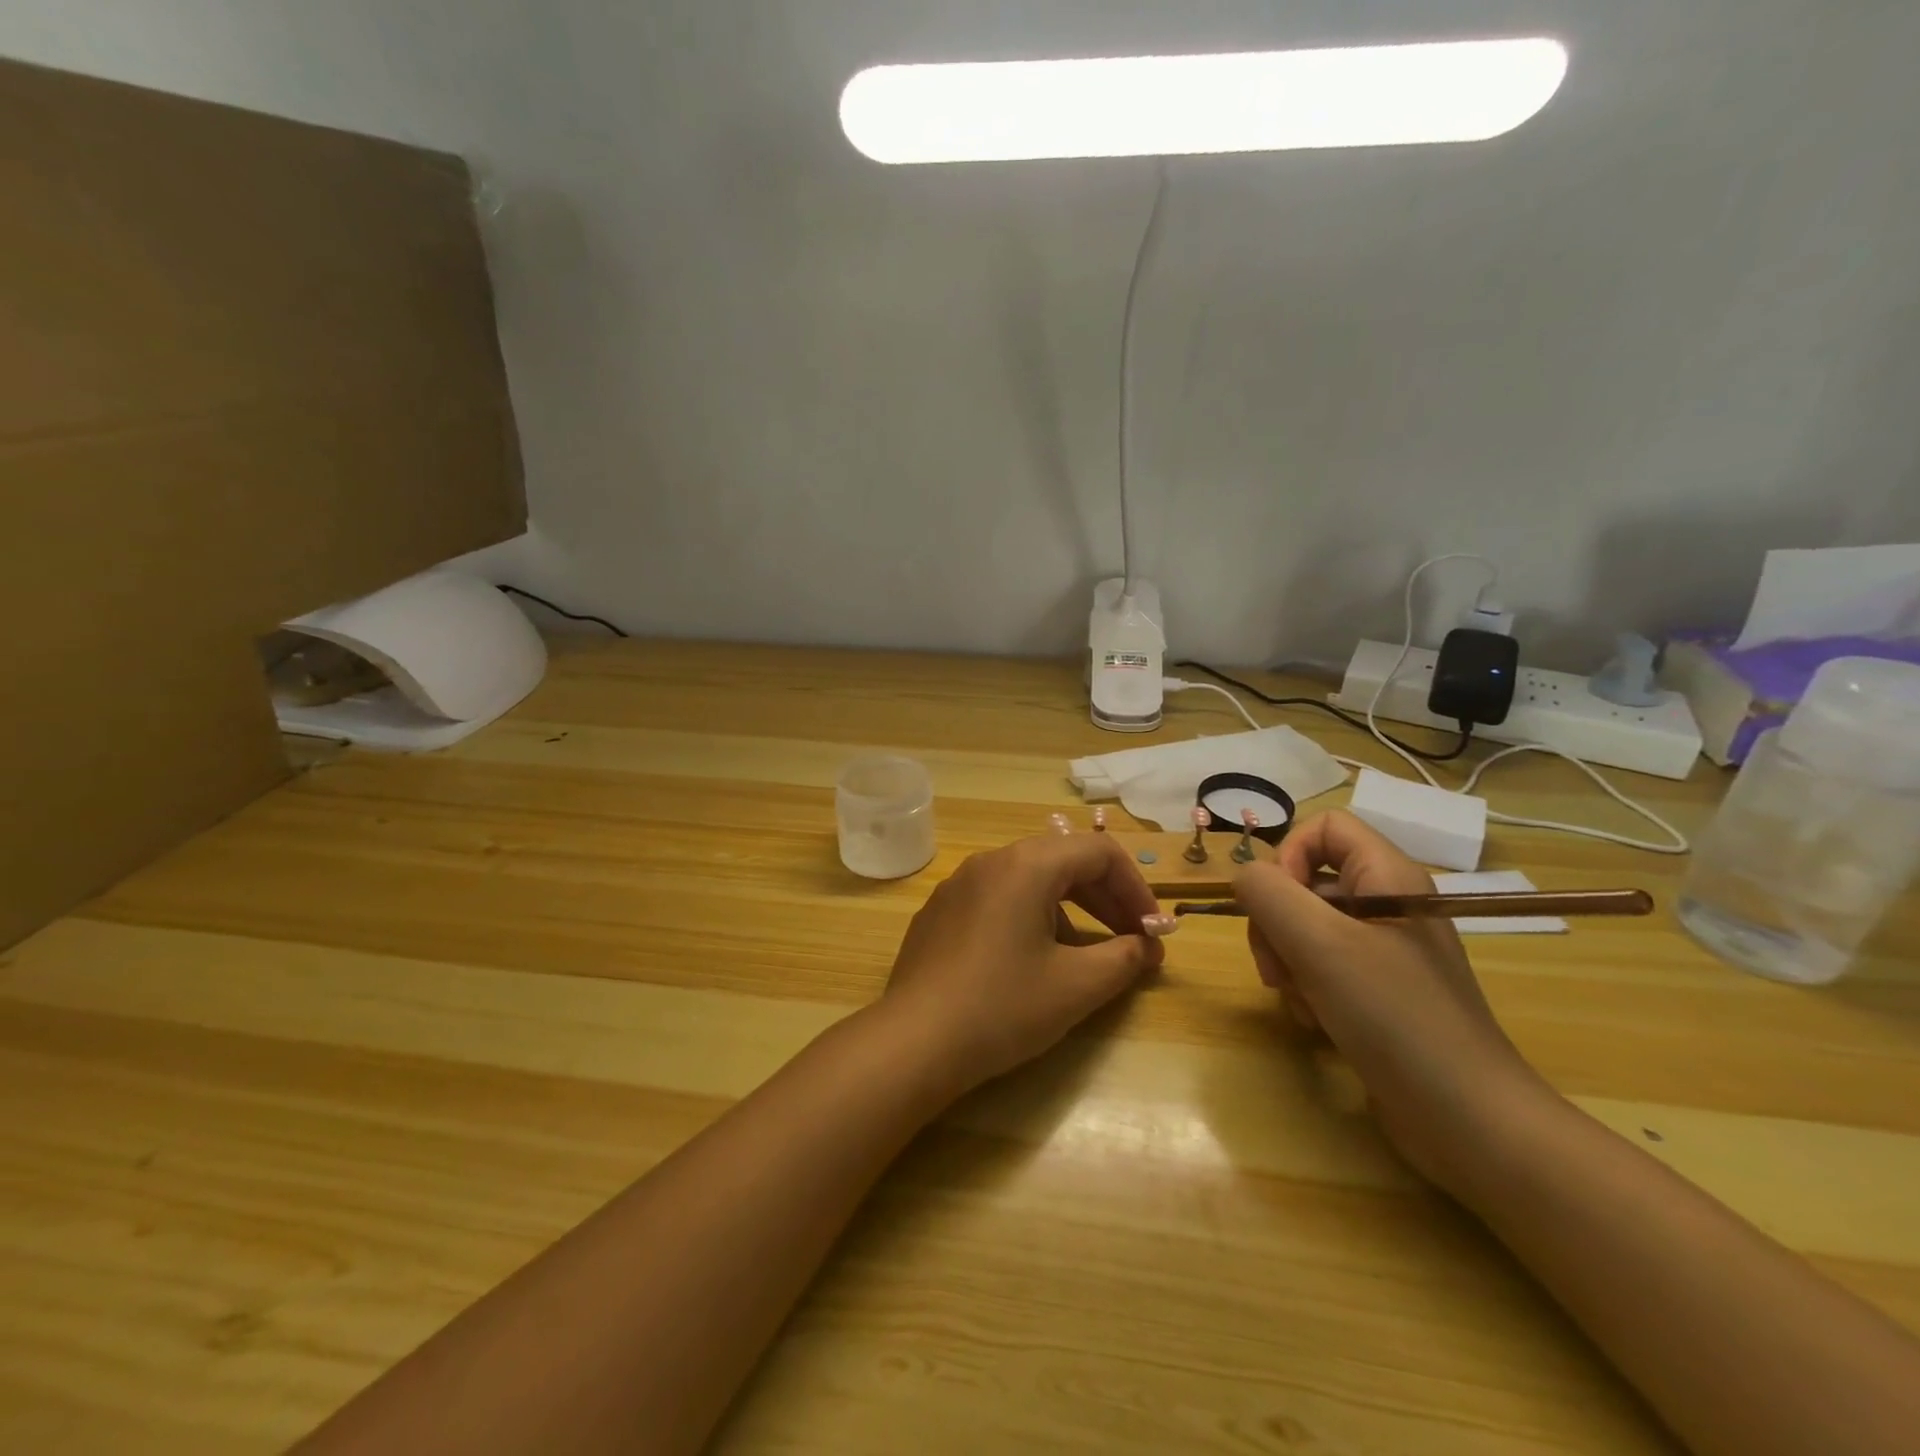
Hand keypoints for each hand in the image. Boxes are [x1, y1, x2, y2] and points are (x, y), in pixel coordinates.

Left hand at [880, 833, 1169, 1094]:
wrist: (914, 1042)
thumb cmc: (1003, 1007)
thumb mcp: (1077, 986)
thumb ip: (1124, 958)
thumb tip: (1148, 946)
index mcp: (1026, 865)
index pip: (1099, 851)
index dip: (1136, 888)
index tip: (1153, 930)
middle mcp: (990, 861)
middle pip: (1063, 860)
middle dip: (1105, 898)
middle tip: (1131, 940)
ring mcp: (958, 884)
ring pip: (1029, 880)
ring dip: (1068, 909)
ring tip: (1084, 957)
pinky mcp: (939, 912)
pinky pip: (997, 899)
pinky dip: (1030, 918)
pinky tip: (1030, 963)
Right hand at [1233, 810, 1548, 1191]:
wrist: (1469, 1122)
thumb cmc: (1395, 1018)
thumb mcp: (1319, 945)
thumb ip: (1268, 893)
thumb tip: (1244, 877)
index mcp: (1388, 876)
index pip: (1324, 827)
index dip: (1288, 855)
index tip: (1277, 905)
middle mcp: (1387, 904)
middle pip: (1305, 881)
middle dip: (1277, 923)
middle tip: (1276, 968)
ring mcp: (1384, 951)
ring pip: (1305, 928)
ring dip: (1286, 961)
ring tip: (1300, 1002)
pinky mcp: (1378, 991)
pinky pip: (1321, 966)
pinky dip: (1305, 988)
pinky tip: (1315, 1022)